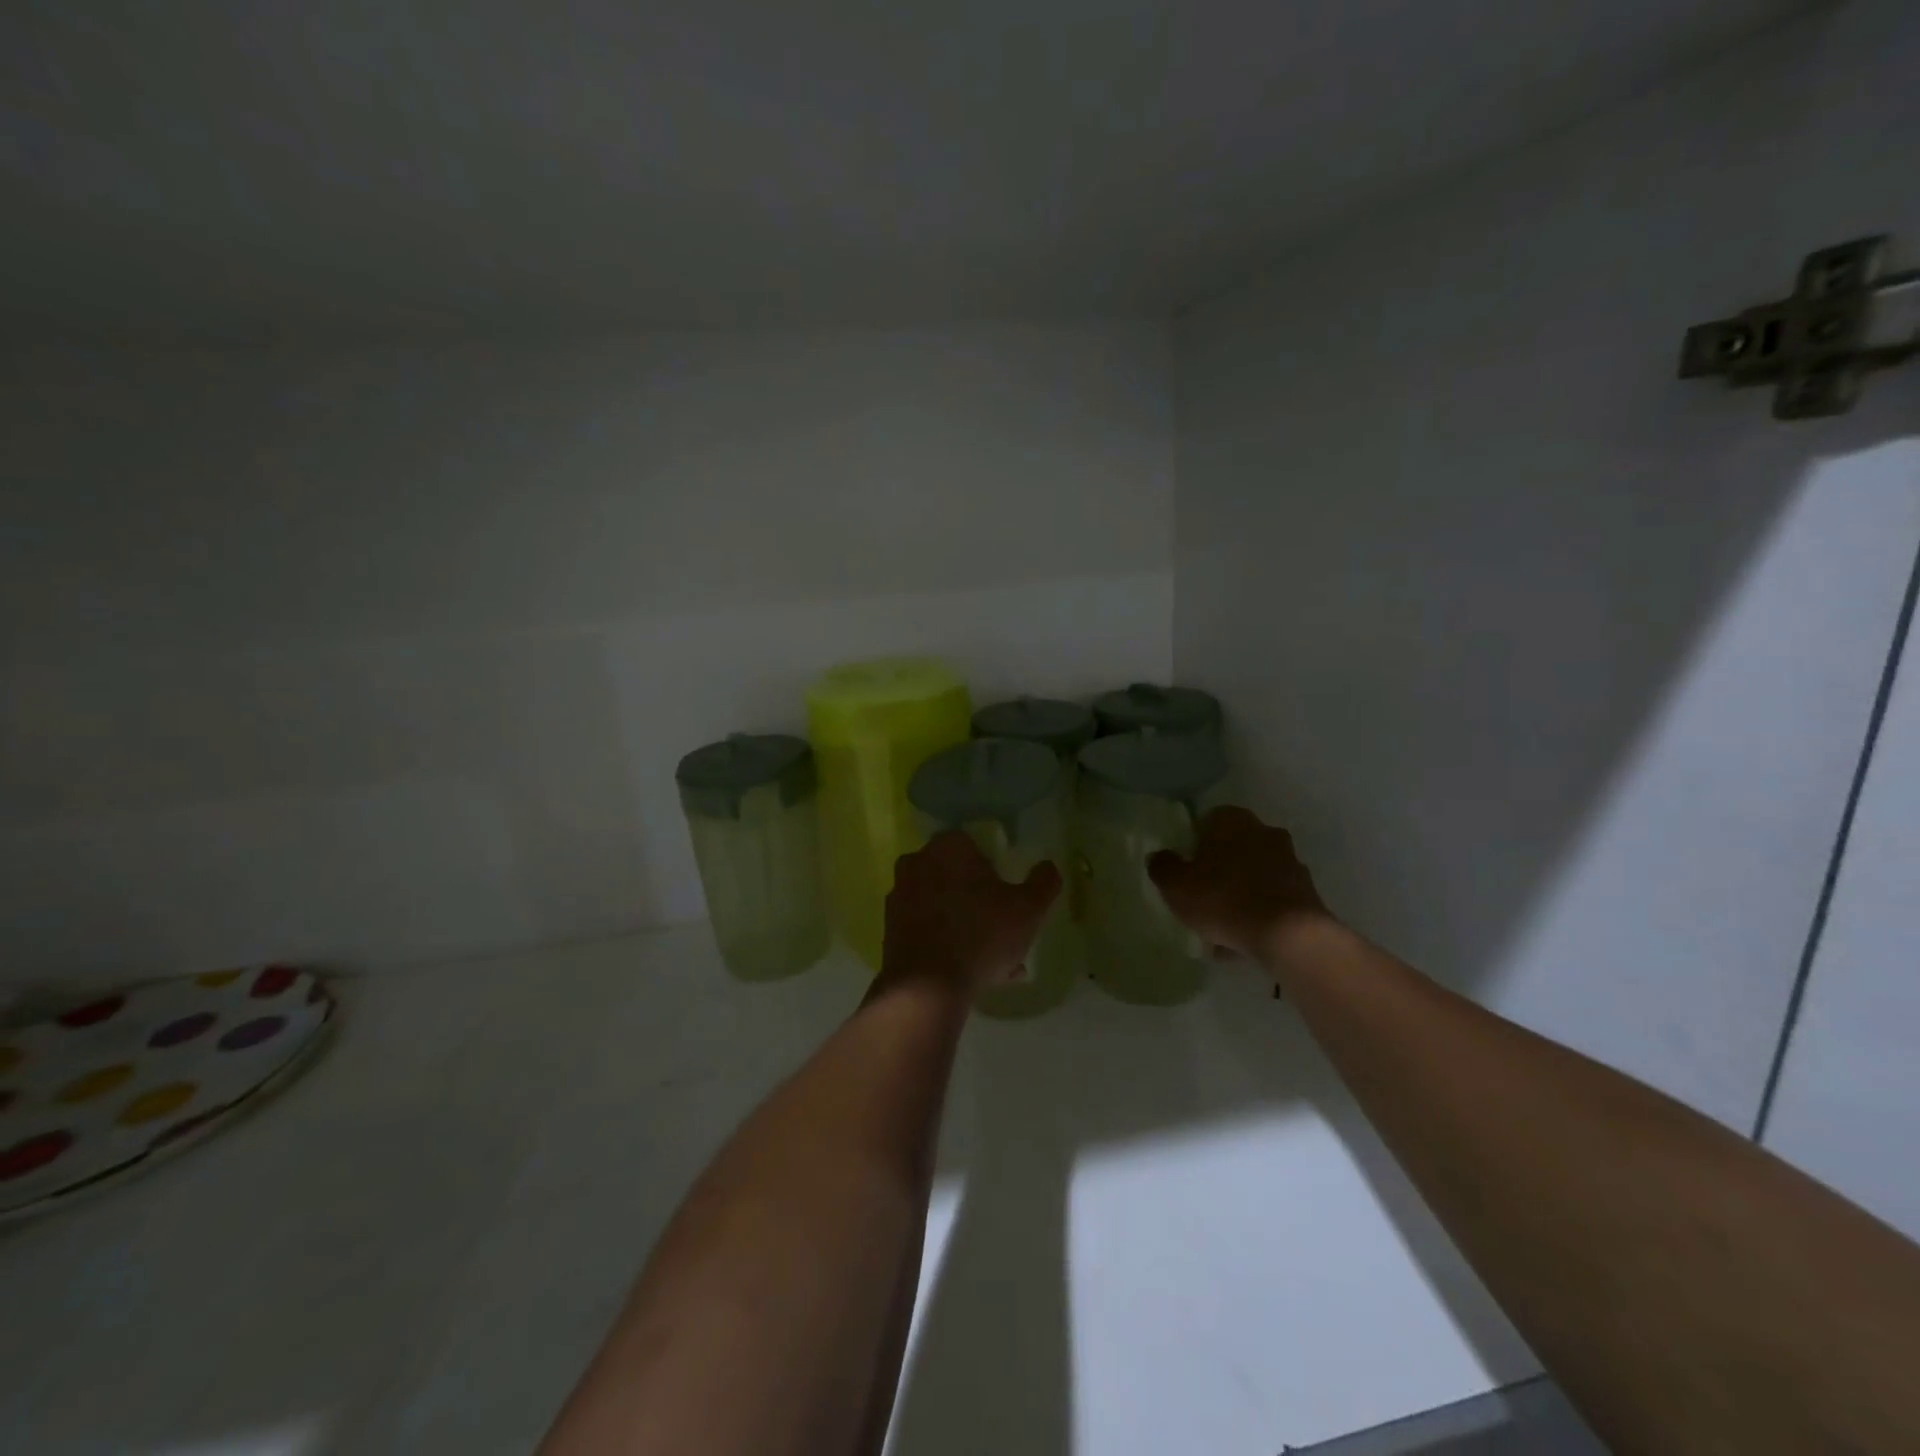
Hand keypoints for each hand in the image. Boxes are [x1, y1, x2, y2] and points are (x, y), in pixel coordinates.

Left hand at [881, 831, 1061, 998]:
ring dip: (967, 925)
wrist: (925, 988)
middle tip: (1004, 930)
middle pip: (959, 877)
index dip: (997, 871)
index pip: (978, 846)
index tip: (1011, 898)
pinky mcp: (889, 928)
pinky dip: (947, 943)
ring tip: (995, 961)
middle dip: (981, 901)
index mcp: (948, 846)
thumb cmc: (980, 935)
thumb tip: (1048, 866)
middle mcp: (917, 862)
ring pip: (944, 906)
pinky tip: (971, 972)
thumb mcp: (1028, 909)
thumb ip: (1043, 882)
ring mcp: (899, 896)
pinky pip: (928, 929)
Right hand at [1148, 806, 1333, 958]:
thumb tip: (1159, 857)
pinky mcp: (1306, 891)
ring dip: (1240, 894)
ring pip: (1253, 875)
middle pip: (1233, 848)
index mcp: (1232, 820)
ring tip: (1222, 929)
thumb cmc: (1224, 899)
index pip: (1207, 822)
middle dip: (1219, 870)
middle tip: (1202, 897)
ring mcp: (1290, 861)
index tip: (1186, 870)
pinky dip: (1259, 913)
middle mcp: (1264, 832)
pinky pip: (1272, 899)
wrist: (1290, 935)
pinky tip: (1244, 941)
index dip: (1194, 845)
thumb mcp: (1176, 885)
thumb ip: (1162, 866)